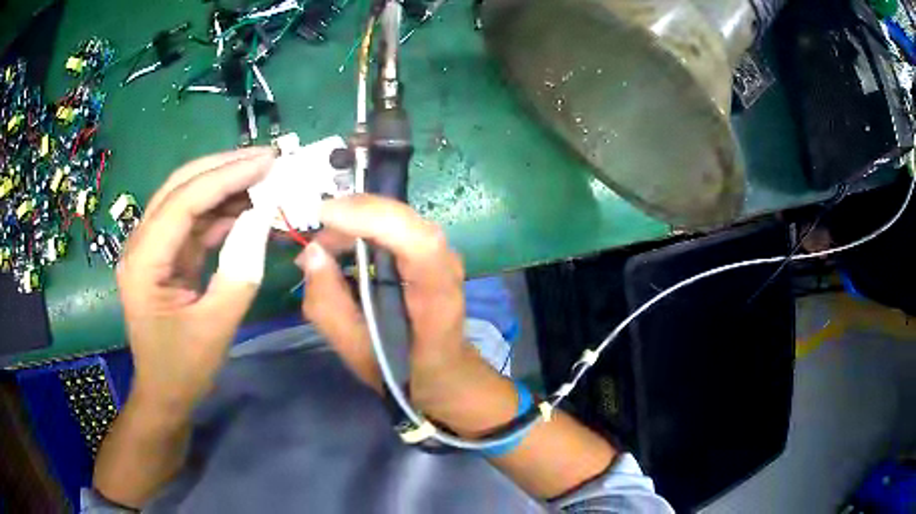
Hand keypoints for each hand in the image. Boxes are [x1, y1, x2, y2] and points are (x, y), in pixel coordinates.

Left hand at [117, 147, 274, 415]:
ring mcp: (151, 248)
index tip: (267, 162)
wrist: (164, 395)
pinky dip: (221, 213)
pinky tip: (248, 210)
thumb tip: (263, 220)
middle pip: (180, 187)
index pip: (183, 202)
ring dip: (225, 187)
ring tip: (265, 180)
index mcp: (143, 262)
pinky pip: (193, 223)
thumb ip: (240, 271)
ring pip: (188, 199)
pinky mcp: (165, 256)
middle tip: (268, 159)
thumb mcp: (216, 326)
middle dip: (224, 167)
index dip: (225, 176)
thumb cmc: (184, 369)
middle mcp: (141, 244)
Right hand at [298, 195, 484, 416]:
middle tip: (313, 244)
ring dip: (353, 223)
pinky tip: (339, 249)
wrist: (444, 371)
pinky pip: (392, 226)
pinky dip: (361, 228)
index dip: (371, 218)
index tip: (324, 214)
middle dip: (350, 219)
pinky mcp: (427, 250)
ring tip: (321, 252)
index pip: (417, 242)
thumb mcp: (358, 352)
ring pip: (395, 217)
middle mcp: (445, 264)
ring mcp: (440, 253)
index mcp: (437, 296)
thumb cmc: (405, 370)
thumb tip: (312, 253)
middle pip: (402, 220)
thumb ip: (330, 308)